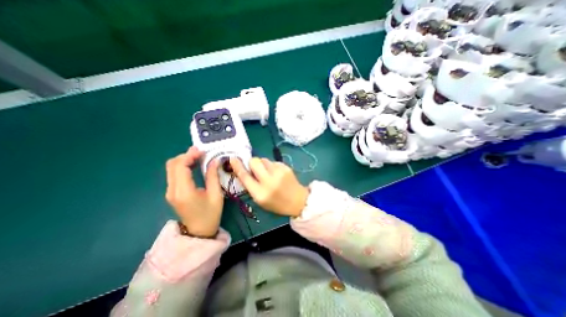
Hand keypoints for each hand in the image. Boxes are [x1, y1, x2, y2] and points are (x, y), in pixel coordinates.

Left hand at [164, 147, 222, 236]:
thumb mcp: (216, 194)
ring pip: (171, 168)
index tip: (202, 151)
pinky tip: (193, 165)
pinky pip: (174, 174)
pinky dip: (182, 166)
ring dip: (184, 160)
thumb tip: (214, 160)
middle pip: (172, 165)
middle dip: (186, 155)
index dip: (190, 155)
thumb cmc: (210, 214)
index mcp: (184, 191)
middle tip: (201, 153)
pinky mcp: (172, 192)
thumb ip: (213, 176)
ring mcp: (170, 191)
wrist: (199, 232)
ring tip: (199, 157)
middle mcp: (172, 190)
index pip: (180, 166)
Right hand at [229, 156, 308, 216]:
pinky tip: (277, 173)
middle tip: (256, 169)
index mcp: (260, 193)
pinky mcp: (286, 167)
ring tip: (269, 173)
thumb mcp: (260, 200)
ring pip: (264, 159)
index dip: (237, 166)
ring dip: (263, 164)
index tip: (233, 158)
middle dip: (252, 163)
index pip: (245, 176)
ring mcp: (279, 173)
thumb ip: (251, 186)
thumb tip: (245, 170)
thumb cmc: (277, 203)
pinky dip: (272, 166)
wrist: (298, 201)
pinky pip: (273, 161)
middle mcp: (269, 181)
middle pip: (254, 161)